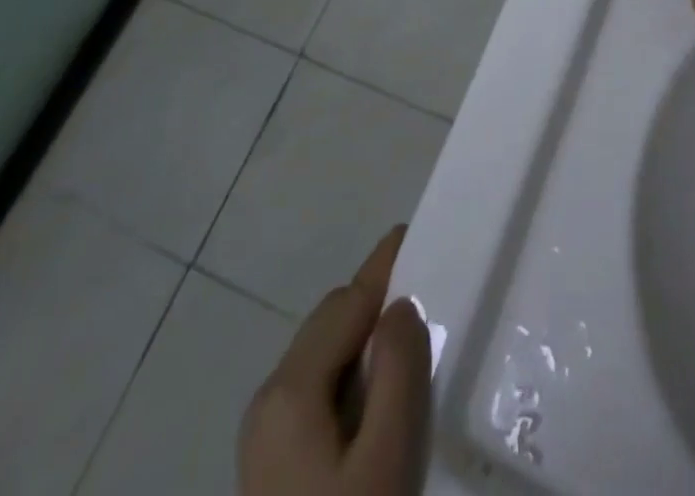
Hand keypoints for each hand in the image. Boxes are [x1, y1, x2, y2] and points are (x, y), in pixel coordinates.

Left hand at [238, 227, 430, 495]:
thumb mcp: (385, 460)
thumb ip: (397, 373)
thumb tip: (402, 306)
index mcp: (291, 389)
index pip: (348, 302)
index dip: (385, 265)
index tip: (415, 232)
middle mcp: (269, 398)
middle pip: (331, 321)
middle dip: (377, 299)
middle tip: (429, 294)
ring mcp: (265, 433)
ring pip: (323, 354)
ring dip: (365, 337)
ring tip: (412, 342)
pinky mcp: (272, 461)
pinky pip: (317, 387)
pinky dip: (351, 371)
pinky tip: (380, 396)